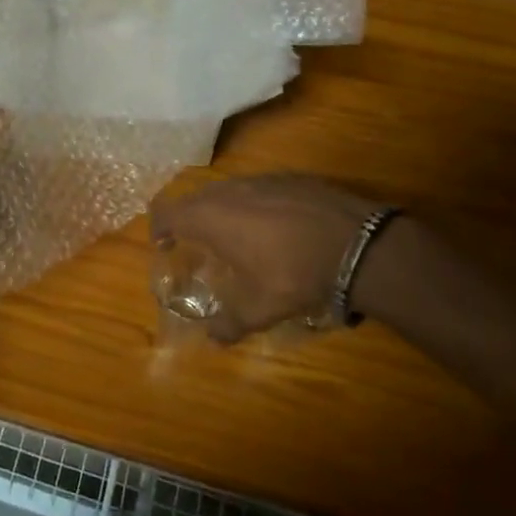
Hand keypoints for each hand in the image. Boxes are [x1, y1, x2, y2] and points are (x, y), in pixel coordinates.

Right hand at [150, 175, 384, 344]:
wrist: (356, 244)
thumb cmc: (294, 273)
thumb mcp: (260, 309)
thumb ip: (230, 323)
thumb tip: (213, 338)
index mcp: (211, 217)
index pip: (167, 211)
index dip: (159, 226)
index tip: (164, 243)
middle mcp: (229, 191)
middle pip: (195, 198)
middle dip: (190, 219)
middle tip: (196, 243)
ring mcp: (261, 180)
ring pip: (227, 190)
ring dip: (222, 210)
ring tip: (235, 236)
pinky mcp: (289, 178)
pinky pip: (257, 188)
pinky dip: (253, 205)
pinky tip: (273, 227)